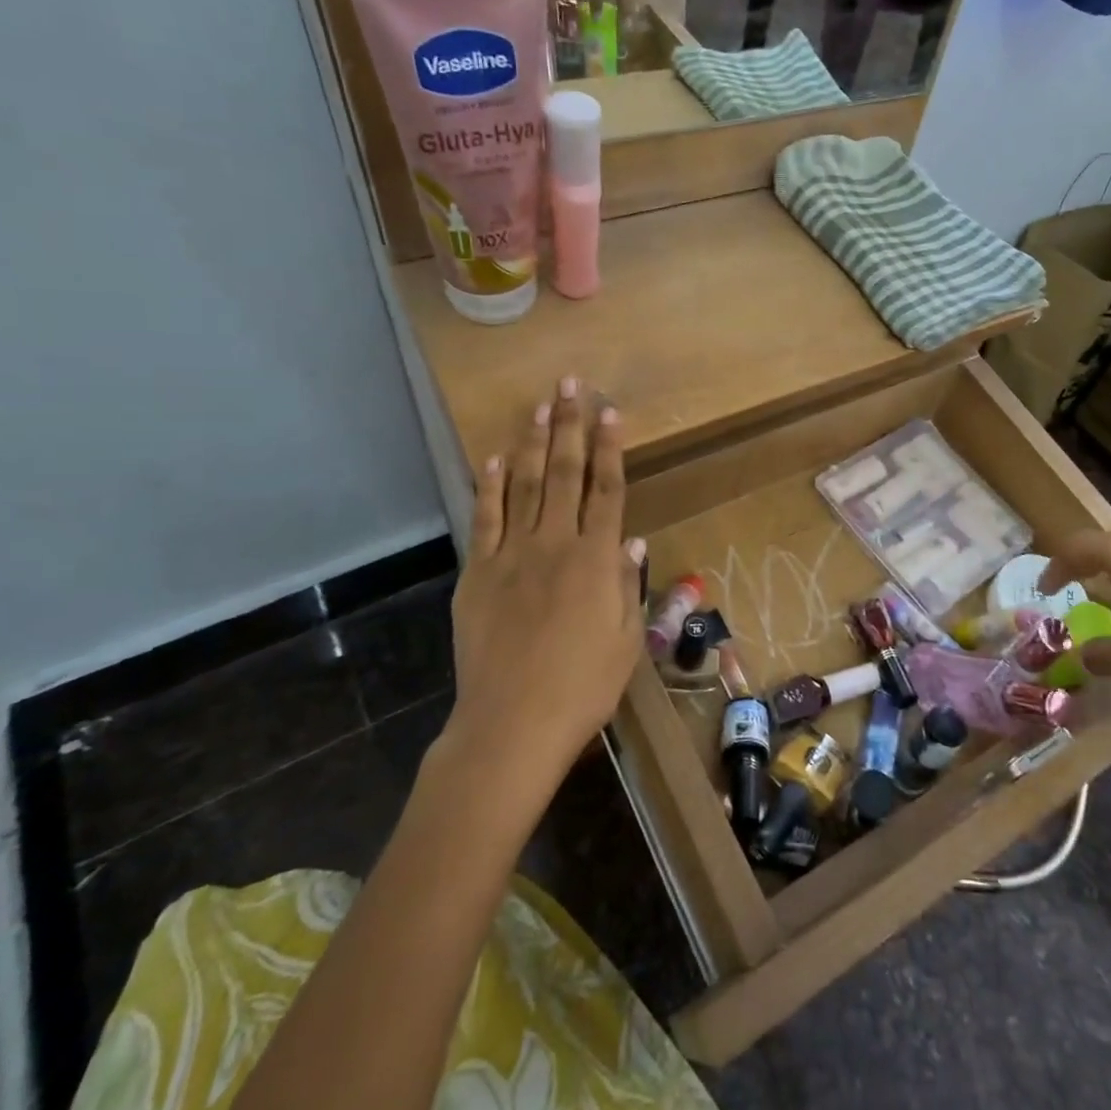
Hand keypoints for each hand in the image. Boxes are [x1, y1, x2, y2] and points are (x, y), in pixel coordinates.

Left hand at [442, 377, 645, 775]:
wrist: (511, 724)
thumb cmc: (582, 688)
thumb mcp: (625, 641)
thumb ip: (628, 587)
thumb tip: (632, 541)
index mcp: (596, 560)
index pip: (608, 490)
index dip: (611, 448)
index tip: (610, 412)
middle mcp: (555, 544)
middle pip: (566, 474)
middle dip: (570, 426)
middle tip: (570, 385)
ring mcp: (512, 555)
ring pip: (526, 486)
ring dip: (534, 443)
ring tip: (538, 406)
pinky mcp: (478, 573)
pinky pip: (484, 519)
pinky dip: (490, 487)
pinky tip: (494, 460)